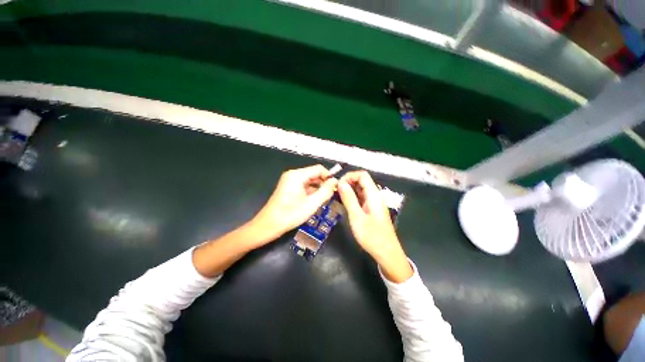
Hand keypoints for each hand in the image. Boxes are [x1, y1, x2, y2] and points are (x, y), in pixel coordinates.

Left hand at [251, 165, 337, 242]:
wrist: (268, 225)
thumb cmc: (290, 214)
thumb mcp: (312, 204)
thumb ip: (325, 191)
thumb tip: (335, 181)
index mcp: (297, 175)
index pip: (318, 169)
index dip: (329, 176)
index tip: (336, 187)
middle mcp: (293, 174)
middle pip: (314, 174)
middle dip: (324, 183)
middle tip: (331, 195)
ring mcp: (290, 181)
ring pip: (310, 180)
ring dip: (318, 188)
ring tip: (324, 199)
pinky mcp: (289, 187)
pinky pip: (304, 185)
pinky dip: (311, 191)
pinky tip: (315, 201)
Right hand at [337, 171, 412, 282]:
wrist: (387, 253)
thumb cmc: (372, 236)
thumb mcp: (357, 217)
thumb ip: (349, 198)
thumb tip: (341, 183)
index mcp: (373, 195)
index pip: (362, 175)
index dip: (349, 176)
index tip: (338, 184)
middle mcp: (375, 195)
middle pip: (362, 181)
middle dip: (348, 182)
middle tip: (335, 191)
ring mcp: (374, 202)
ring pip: (361, 189)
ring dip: (349, 189)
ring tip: (337, 196)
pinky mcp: (371, 209)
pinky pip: (361, 198)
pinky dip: (352, 197)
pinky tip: (344, 203)